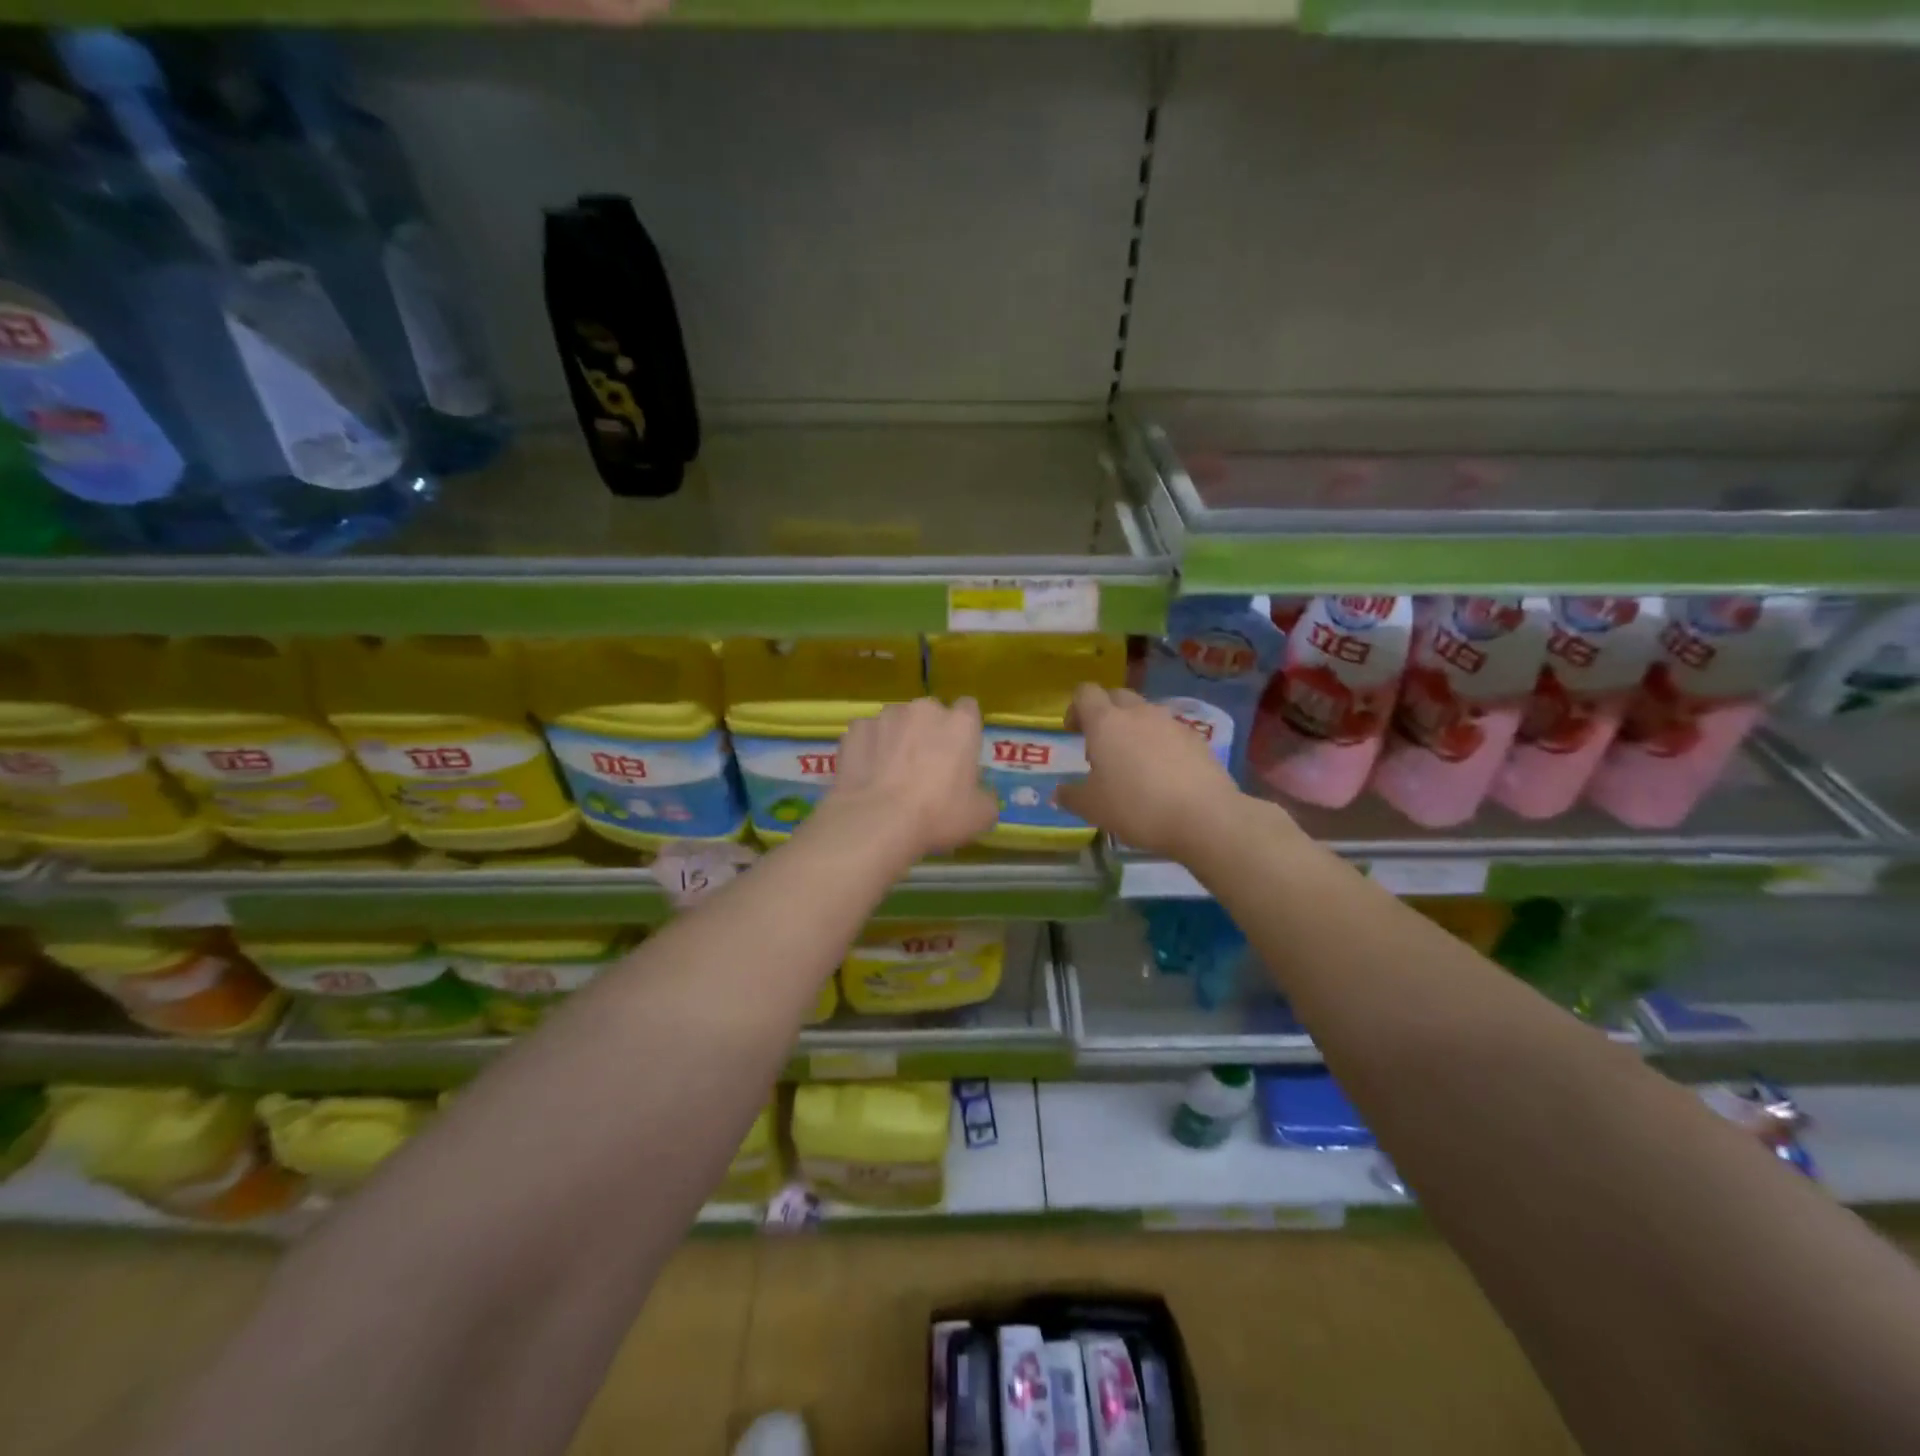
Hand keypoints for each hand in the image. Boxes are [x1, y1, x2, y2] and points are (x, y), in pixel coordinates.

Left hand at [820, 697, 999, 865]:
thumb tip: (980, 794)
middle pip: (930, 714)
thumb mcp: (980, 815)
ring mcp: (886, 716)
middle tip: (924, 767)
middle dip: (928, 732)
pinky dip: (868, 748)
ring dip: (896, 738)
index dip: (963, 730)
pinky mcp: (856, 729)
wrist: (877, 821)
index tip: (958, 753)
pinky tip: (867, 774)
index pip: (968, 709)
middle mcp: (924, 709)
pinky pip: (867, 735)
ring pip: (896, 722)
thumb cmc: (938, 815)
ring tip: (890, 773)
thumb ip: (985, 796)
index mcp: (960, 723)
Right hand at [1057, 684, 1244, 859]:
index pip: (1085, 692)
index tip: (1073, 732)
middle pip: (1116, 696)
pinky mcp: (1197, 739)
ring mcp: (1171, 723)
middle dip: (1104, 714)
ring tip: (1133, 764)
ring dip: (1134, 729)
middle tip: (1101, 747)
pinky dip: (1160, 744)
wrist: (1204, 816)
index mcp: (1106, 722)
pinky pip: (1170, 732)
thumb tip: (1060, 791)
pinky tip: (1163, 775)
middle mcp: (1139, 713)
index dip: (1075, 707)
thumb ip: (1072, 795)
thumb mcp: (1092, 808)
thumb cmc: (1137, 807)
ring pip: (1145, 714)